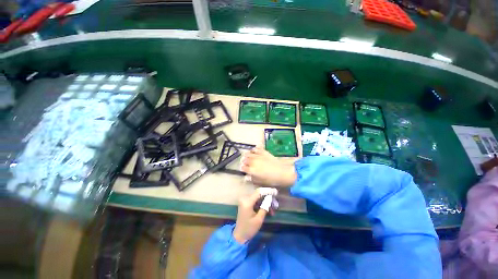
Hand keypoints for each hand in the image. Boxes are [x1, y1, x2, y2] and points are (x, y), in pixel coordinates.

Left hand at [233, 191, 271, 243]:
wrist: (239, 235)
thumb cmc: (249, 229)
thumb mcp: (259, 219)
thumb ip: (265, 207)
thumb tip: (270, 198)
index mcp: (247, 202)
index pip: (259, 192)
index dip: (267, 191)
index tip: (275, 192)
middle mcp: (245, 199)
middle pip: (259, 195)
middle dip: (268, 199)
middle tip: (275, 205)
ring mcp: (244, 200)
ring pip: (258, 198)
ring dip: (265, 202)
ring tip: (272, 210)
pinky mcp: (245, 203)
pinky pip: (255, 201)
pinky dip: (261, 204)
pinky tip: (267, 210)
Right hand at [241, 147, 296, 186]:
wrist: (282, 172)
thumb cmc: (271, 179)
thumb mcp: (260, 182)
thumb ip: (252, 179)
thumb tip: (246, 177)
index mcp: (251, 170)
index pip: (242, 167)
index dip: (242, 167)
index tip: (243, 168)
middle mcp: (253, 162)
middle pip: (244, 159)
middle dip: (243, 161)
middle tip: (245, 162)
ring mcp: (258, 156)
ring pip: (249, 153)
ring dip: (247, 154)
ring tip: (248, 156)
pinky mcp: (264, 152)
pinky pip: (257, 148)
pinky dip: (254, 149)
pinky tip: (254, 150)